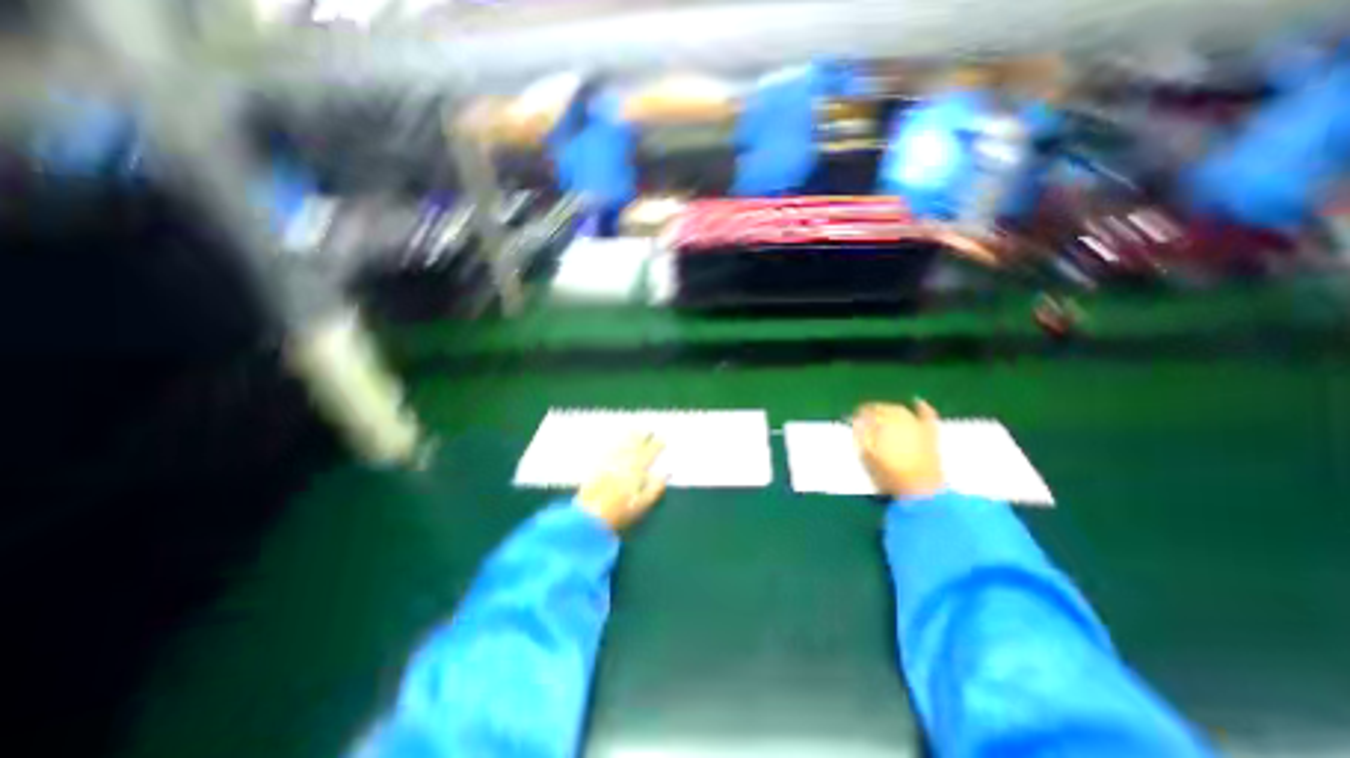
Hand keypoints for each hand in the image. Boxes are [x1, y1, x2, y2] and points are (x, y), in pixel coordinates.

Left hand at [575, 433, 668, 532]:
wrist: (589, 517)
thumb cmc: (619, 513)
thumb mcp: (642, 505)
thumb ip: (655, 488)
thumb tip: (665, 473)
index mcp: (635, 471)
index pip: (649, 455)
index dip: (656, 446)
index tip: (662, 439)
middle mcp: (622, 463)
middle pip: (634, 446)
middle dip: (642, 437)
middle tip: (648, 429)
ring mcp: (608, 464)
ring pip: (621, 446)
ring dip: (629, 437)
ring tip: (634, 431)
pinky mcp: (595, 467)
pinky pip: (607, 451)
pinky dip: (613, 444)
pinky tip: (615, 442)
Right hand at [860, 401, 942, 499]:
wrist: (922, 491)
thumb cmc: (890, 476)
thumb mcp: (868, 458)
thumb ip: (861, 436)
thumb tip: (856, 420)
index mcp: (883, 426)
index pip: (868, 412)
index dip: (859, 413)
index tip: (852, 417)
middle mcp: (900, 421)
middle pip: (884, 409)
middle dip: (873, 409)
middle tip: (864, 414)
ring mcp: (917, 426)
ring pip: (901, 410)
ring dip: (889, 408)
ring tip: (882, 412)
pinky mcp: (930, 434)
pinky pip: (927, 415)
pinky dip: (922, 407)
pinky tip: (916, 400)